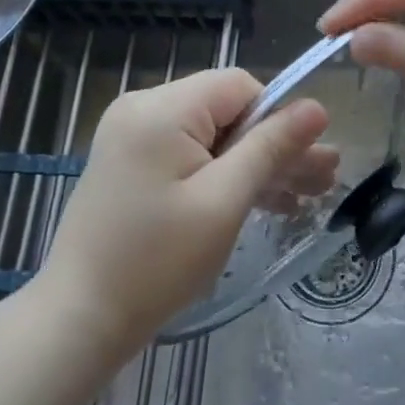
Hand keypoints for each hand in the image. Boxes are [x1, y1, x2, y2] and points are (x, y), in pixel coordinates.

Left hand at [38, 68, 336, 358]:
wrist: (80, 318)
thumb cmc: (157, 261)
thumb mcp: (224, 202)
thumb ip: (270, 148)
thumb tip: (317, 107)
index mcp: (162, 108)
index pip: (239, 86)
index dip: (277, 118)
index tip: (305, 161)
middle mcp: (143, 108)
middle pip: (226, 111)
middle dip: (274, 146)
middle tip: (324, 181)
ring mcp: (132, 135)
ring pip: (211, 135)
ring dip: (254, 164)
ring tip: (305, 197)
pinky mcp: (130, 163)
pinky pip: (189, 154)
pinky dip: (221, 175)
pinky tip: (262, 202)